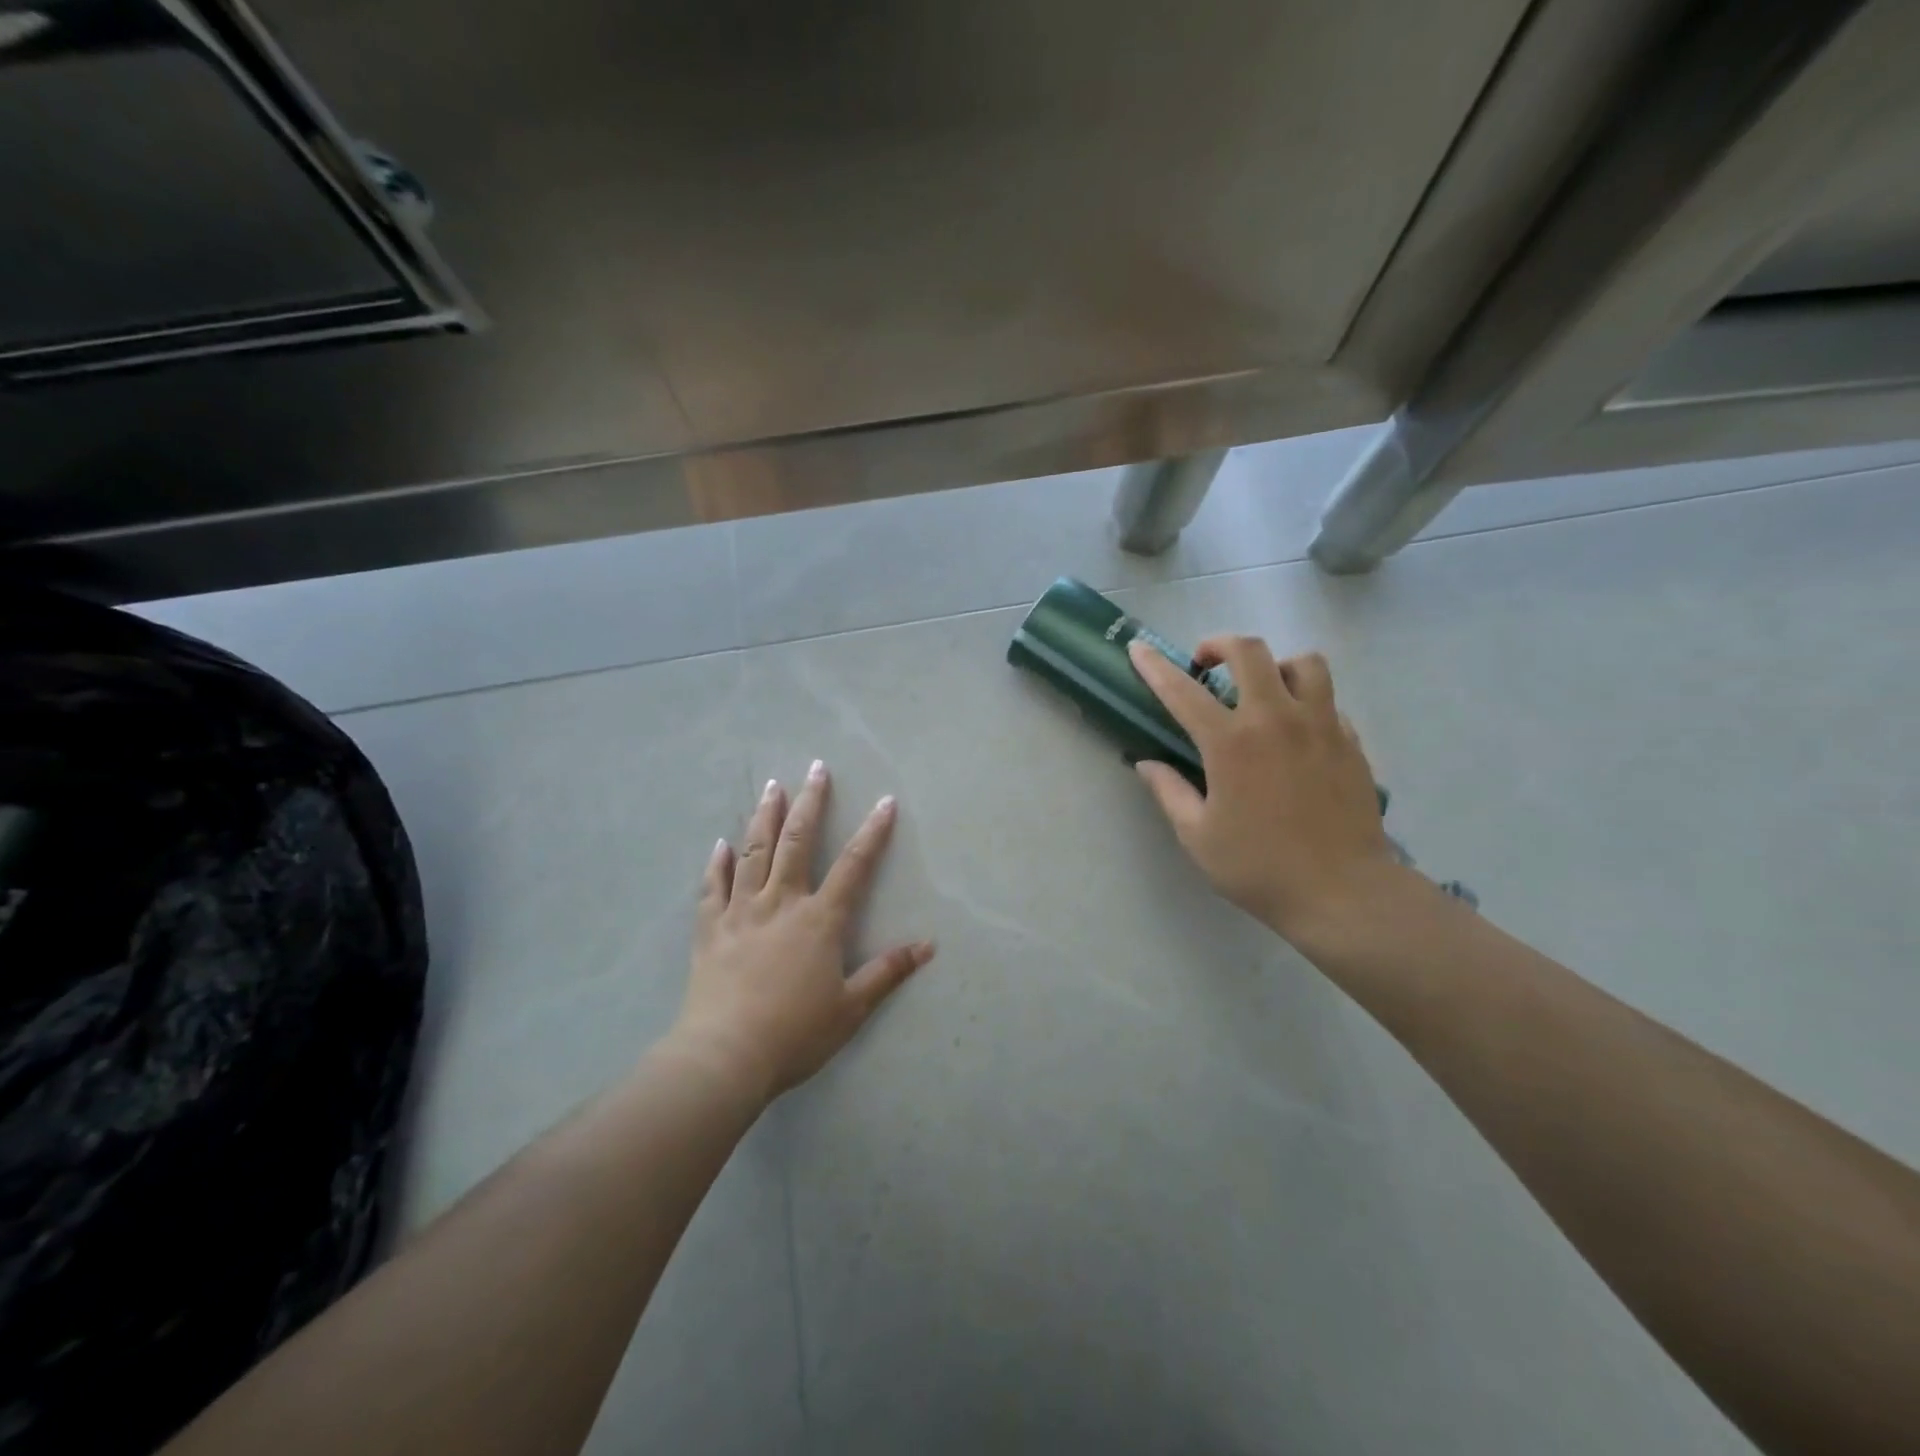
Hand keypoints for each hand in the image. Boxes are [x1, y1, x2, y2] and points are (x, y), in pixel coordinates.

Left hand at [671, 762, 934, 1104]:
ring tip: (772, 787)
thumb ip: (888, 971)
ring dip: (765, 817)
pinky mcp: (710, 929)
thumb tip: (929, 946)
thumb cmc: (795, 1033)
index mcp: (820, 920)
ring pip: (754, 853)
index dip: (873, 832)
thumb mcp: (851, 1007)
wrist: (725, 1056)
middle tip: (816, 769)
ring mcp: (741, 912)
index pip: (854, 865)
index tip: (884, 801)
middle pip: (798, 842)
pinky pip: (712, 887)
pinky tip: (720, 844)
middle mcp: (781, 903)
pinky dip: (717, 863)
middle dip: (811, 803)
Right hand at [1128, 637, 1401, 942]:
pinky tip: (1295, 731)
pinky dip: (1306, 701)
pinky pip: (1328, 700)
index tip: (1139, 649)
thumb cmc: (1259, 868)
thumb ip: (1169, 792)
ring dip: (1275, 666)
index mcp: (1230, 742)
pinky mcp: (1350, 741)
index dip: (1154, 666)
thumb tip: (1146, 763)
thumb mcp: (1197, 836)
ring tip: (1262, 690)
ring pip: (1303, 663)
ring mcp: (1320, 725)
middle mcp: (1276, 719)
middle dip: (1219, 645)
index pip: (1182, 690)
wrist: (1343, 893)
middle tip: (1206, 666)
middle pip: (1250, 651)